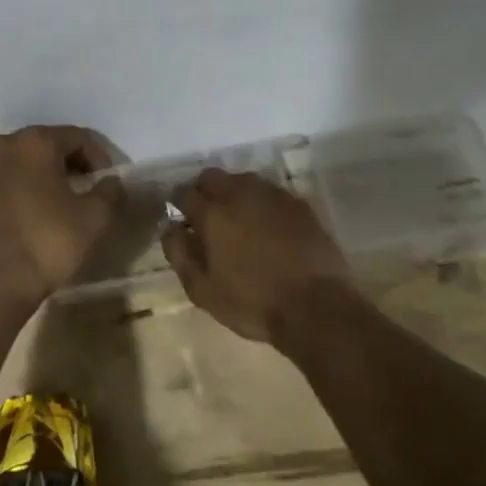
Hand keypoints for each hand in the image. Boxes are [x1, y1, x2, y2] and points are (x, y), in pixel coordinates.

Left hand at [0, 126, 124, 303]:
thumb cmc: (48, 243)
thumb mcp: (95, 218)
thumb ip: (110, 191)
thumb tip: (109, 181)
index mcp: (35, 142)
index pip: (78, 137)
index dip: (99, 158)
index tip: (106, 184)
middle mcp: (3, 146)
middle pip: (46, 145)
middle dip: (68, 163)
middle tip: (85, 190)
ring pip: (20, 163)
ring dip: (41, 176)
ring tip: (55, 204)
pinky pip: (0, 183)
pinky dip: (17, 191)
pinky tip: (27, 217)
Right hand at [161, 168, 351, 343]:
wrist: (317, 308)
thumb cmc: (253, 303)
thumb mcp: (202, 290)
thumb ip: (179, 253)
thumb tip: (169, 227)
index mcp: (212, 214)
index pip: (183, 193)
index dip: (178, 204)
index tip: (181, 219)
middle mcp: (239, 194)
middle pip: (211, 176)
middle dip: (203, 190)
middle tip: (207, 216)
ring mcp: (272, 196)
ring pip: (242, 180)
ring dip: (232, 192)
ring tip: (238, 218)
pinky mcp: (298, 204)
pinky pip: (270, 192)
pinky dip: (261, 201)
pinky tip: (267, 223)